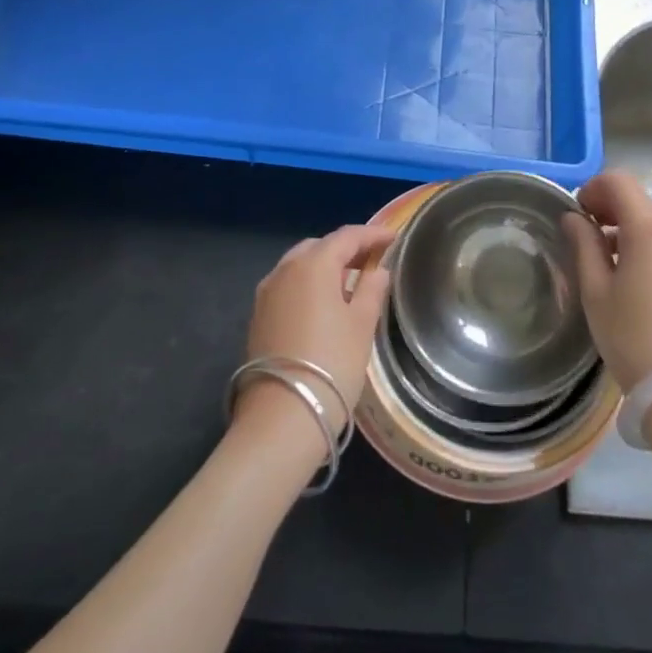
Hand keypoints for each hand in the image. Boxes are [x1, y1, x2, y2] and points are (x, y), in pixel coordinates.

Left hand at [237, 225, 393, 438]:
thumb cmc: (332, 364)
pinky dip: (307, 284)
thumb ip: (372, 290)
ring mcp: (266, 294)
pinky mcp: (258, 317)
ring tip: (349, 282)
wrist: (281, 418)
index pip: (347, 236)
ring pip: (299, 265)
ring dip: (324, 266)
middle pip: (319, 247)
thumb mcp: (362, 325)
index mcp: (313, 265)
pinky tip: (323, 304)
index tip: (393, 237)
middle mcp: (284, 270)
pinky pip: (287, 286)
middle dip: (345, 248)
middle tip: (371, 259)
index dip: (372, 234)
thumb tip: (378, 270)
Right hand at [564, 170, 651, 392]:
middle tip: (592, 243)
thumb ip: (584, 245)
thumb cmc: (633, 339)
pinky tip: (649, 289)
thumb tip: (574, 218)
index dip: (594, 189)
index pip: (620, 182)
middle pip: (643, 204)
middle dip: (614, 215)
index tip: (580, 214)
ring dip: (638, 236)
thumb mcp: (596, 292)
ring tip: (620, 272)